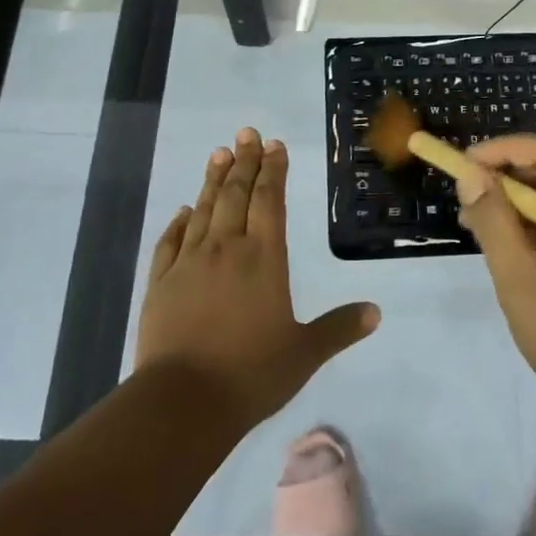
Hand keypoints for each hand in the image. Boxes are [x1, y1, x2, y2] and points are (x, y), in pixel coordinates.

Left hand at [136, 129, 380, 425]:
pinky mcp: (160, 283)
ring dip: (213, 180)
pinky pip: (169, 242)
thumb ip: (339, 328)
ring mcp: (188, 263)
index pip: (269, 202)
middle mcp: (226, 249)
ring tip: (219, 153)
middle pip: (236, 195)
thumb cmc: (251, 374)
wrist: (182, 402)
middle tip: (247, 133)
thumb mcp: (304, 353)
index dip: (273, 171)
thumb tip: (376, 312)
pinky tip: (182, 210)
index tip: (274, 145)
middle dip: (244, 162)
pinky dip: (178, 222)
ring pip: (203, 210)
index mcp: (263, 258)